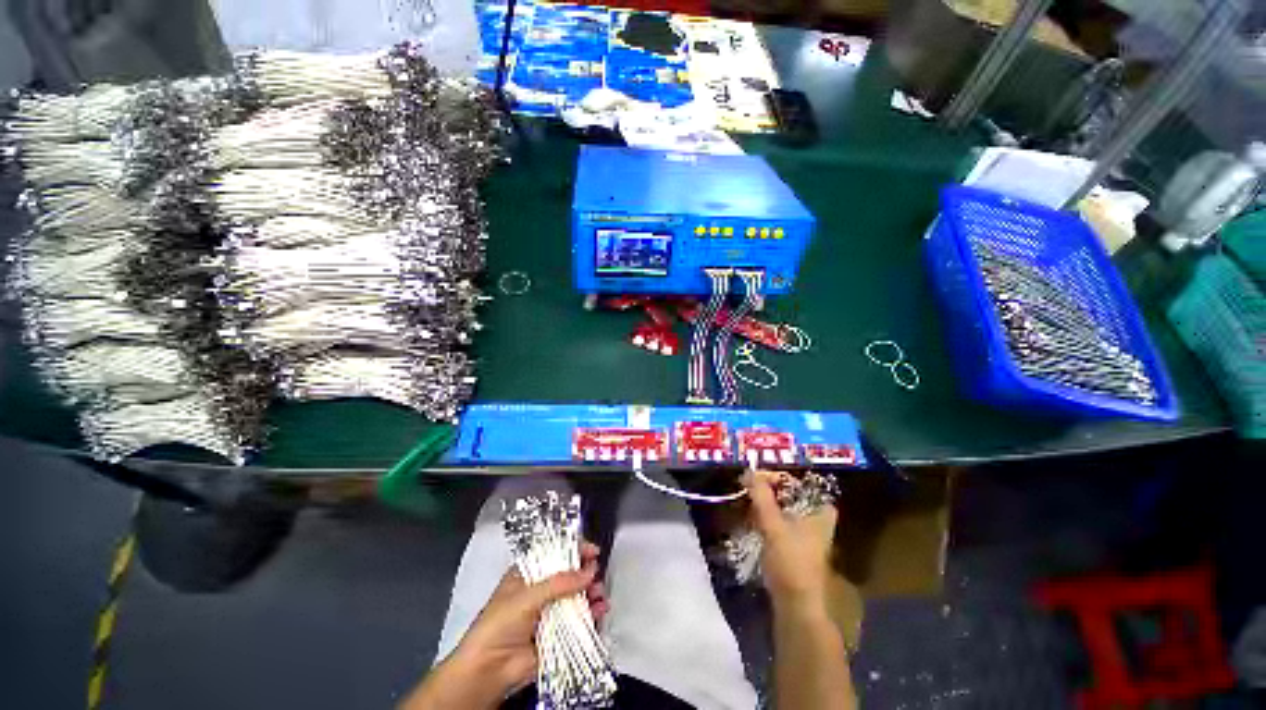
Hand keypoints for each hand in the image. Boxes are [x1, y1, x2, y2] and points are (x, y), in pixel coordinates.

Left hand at [454, 542, 607, 696]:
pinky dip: (593, 614)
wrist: (489, 670)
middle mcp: (542, 589)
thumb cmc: (501, 624)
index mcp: (529, 574)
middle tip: (596, 574)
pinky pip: (580, 620)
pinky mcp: (559, 633)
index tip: (592, 551)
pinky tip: (601, 610)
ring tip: (599, 594)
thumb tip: (590, 571)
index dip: (574, 550)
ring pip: (577, 596)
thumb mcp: (527, 597)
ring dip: (592, 592)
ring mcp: (551, 611)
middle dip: (586, 572)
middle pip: (570, 574)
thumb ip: (559, 583)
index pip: (555, 554)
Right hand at [744, 470, 837, 612]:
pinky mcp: (796, 547)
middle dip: (768, 490)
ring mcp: (807, 534)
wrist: (796, 607)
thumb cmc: (790, 562)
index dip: (775, 477)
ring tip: (747, 500)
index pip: (797, 482)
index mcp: (820, 511)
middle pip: (790, 494)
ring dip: (766, 504)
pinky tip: (752, 519)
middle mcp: (817, 519)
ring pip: (784, 508)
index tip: (754, 478)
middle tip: (749, 486)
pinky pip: (780, 522)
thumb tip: (749, 470)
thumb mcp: (772, 524)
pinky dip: (767, 518)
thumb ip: (761, 496)